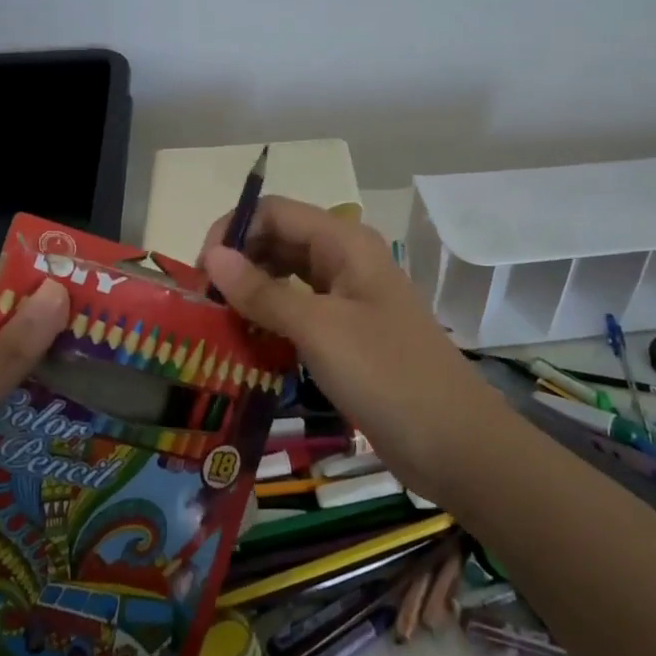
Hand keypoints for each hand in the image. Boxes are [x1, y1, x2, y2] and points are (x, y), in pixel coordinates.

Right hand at [200, 197, 509, 497]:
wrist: (454, 442)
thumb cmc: (386, 374)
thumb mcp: (318, 329)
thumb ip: (262, 291)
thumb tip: (212, 256)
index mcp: (344, 243)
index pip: (275, 212)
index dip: (234, 231)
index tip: (200, 273)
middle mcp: (345, 260)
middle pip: (280, 240)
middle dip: (239, 261)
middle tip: (203, 302)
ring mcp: (349, 297)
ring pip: (288, 276)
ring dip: (252, 291)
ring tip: (217, 321)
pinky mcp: (348, 332)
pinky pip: (299, 310)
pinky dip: (271, 318)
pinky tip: (247, 341)